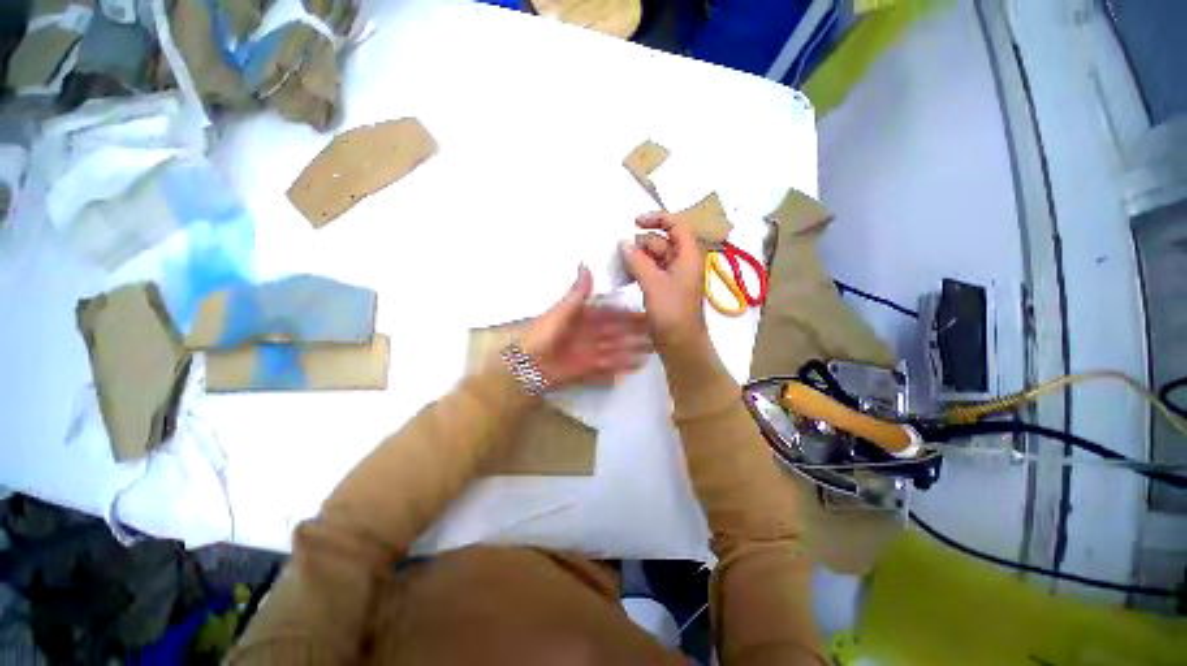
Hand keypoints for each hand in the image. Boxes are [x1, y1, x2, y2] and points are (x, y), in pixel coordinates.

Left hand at [520, 265, 649, 389]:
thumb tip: (585, 264)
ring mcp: (587, 353)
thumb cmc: (542, 335)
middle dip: (634, 334)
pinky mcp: (585, 370)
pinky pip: (606, 368)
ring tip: (651, 351)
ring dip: (631, 350)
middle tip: (656, 334)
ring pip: (614, 350)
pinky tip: (635, 367)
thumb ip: (577, 293)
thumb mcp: (561, 311)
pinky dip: (619, 368)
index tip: (645, 314)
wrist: (526, 366)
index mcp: (581, 318)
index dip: (626, 315)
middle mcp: (587, 335)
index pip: (609, 315)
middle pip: (615, 334)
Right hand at [620, 213, 709, 358]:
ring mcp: (676, 276)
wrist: (681, 344)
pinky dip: (641, 271)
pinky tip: (627, 277)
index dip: (657, 218)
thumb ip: (637, 260)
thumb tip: (623, 243)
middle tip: (621, 254)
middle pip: (662, 241)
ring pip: (655, 257)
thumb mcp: (653, 283)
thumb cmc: (671, 312)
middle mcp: (684, 262)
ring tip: (621, 267)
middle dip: (641, 244)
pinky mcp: (668, 289)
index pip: (676, 224)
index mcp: (688, 255)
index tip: (635, 222)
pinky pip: (653, 272)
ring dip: (639, 259)